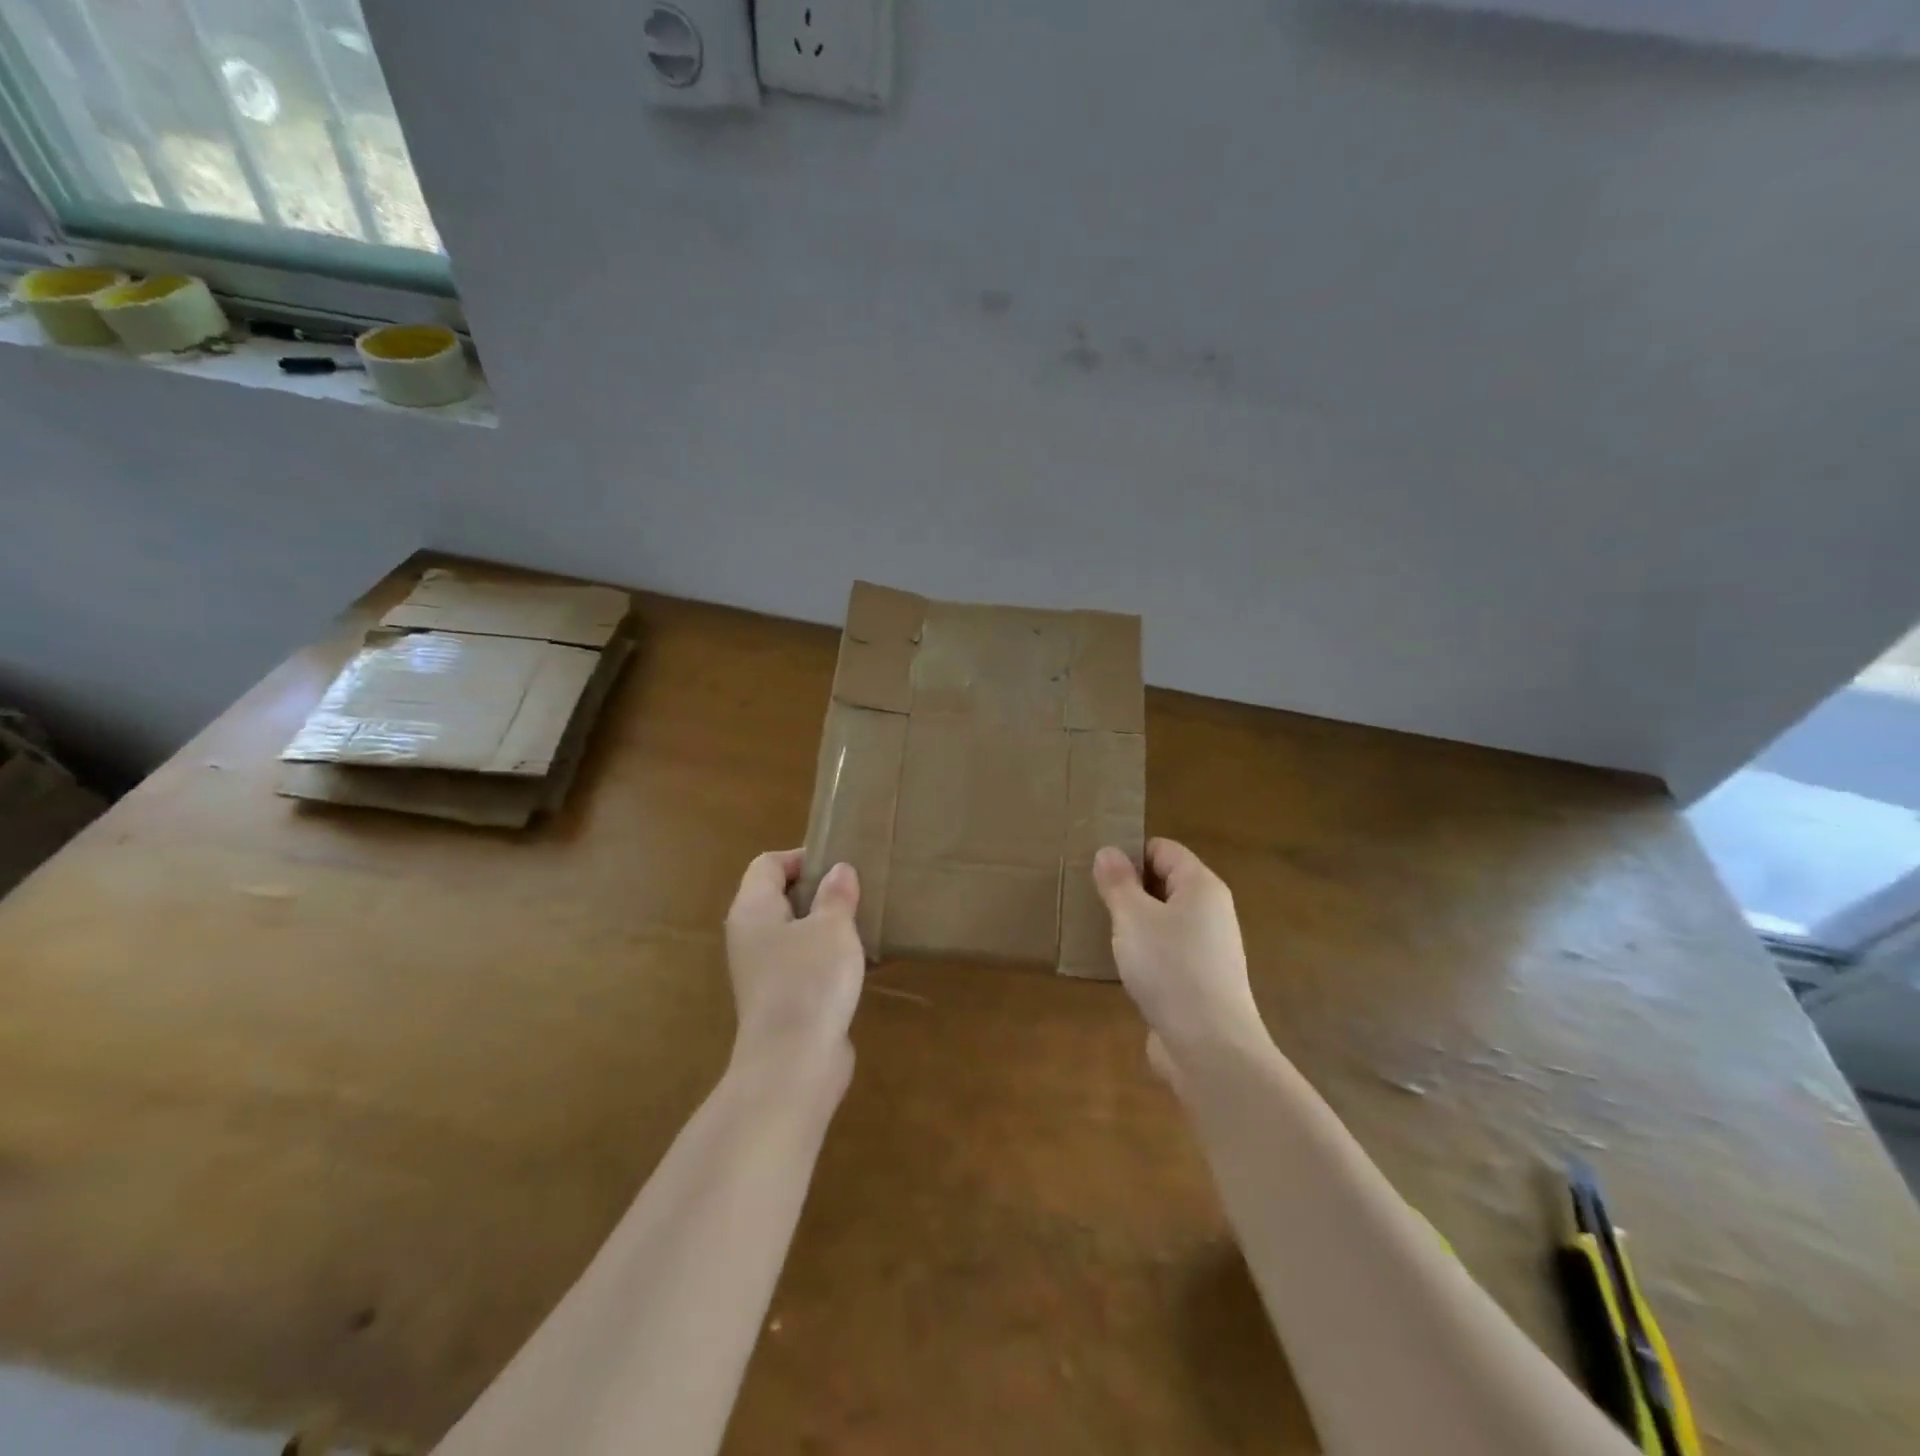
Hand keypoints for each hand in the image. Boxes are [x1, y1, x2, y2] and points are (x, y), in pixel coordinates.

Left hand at [724, 850, 864, 1078]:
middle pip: (779, 896)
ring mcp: (762, 970)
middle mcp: (749, 936)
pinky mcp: (780, 998)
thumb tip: (839, 871)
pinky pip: (802, 962)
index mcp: (752, 909)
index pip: (768, 864)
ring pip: (793, 931)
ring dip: (825, 925)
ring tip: (862, 922)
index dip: (802, 857)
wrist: (793, 1064)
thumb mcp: (832, 927)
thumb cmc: (810, 981)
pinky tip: (857, 962)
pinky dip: (826, 956)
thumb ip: (836, 894)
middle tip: (857, 891)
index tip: (840, 866)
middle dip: (818, 890)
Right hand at [1093, 838, 1267, 1088]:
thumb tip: (1108, 852)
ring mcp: (1207, 950)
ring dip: (1133, 924)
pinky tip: (1119, 967)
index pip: (1163, 849)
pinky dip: (1143, 954)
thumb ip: (1118, 882)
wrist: (1209, 1047)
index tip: (1095, 869)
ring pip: (1163, 921)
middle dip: (1128, 889)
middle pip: (1164, 884)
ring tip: (1098, 930)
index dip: (1130, 853)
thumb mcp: (1133, 917)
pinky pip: (1166, 954)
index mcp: (1201, 886)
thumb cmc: (1170, 968)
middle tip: (1090, 898)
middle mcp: (1210, 912)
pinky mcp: (1198, 983)